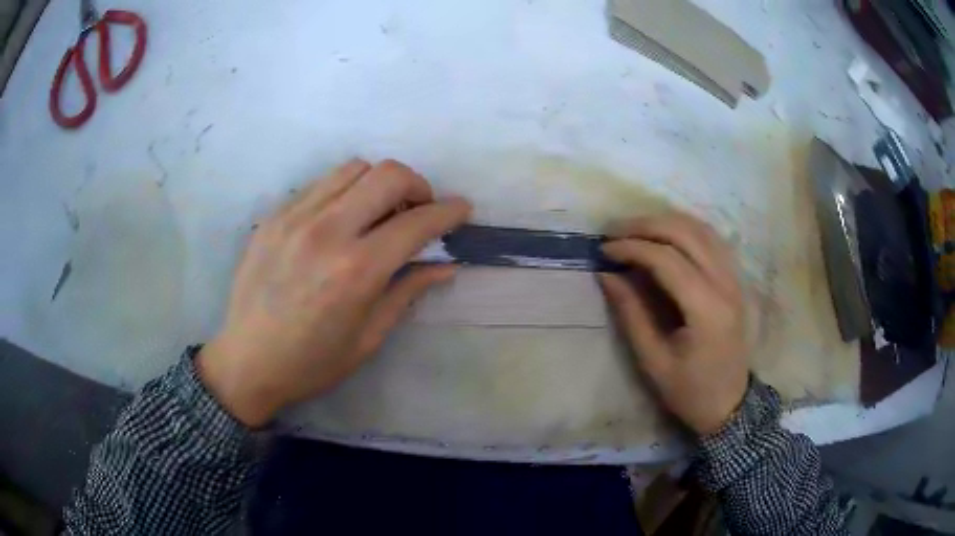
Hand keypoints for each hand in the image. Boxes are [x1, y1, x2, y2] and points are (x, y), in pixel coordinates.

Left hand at [198, 158, 471, 426]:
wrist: (247, 361)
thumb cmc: (312, 363)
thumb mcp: (368, 338)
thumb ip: (408, 292)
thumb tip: (445, 266)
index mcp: (356, 270)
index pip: (417, 222)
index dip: (448, 211)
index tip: (462, 209)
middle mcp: (327, 231)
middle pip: (388, 174)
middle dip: (417, 185)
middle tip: (419, 210)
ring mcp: (295, 217)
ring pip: (353, 168)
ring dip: (378, 183)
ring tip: (378, 212)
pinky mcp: (274, 216)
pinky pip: (320, 183)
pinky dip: (344, 191)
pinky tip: (341, 219)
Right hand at [599, 213, 748, 435]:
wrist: (729, 404)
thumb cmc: (690, 391)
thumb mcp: (654, 362)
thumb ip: (631, 315)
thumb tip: (606, 275)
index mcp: (707, 310)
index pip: (667, 260)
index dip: (632, 247)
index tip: (604, 249)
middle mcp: (726, 285)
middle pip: (686, 233)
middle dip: (646, 225)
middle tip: (614, 231)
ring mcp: (735, 279)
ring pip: (702, 229)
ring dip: (666, 221)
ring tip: (634, 228)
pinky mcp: (735, 280)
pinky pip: (712, 239)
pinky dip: (686, 228)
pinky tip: (665, 233)